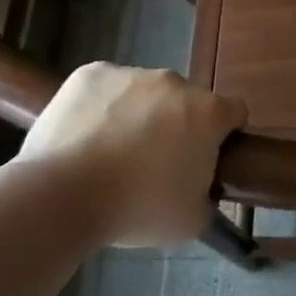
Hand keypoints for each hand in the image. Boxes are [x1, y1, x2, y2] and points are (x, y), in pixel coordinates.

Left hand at [18, 63, 246, 247]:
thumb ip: (207, 198)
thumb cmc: (138, 209)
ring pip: (145, 92)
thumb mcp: (191, 221)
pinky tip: (86, 136)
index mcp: (208, 112)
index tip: (206, 158)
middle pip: (186, 101)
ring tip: (112, 153)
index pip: (234, 113)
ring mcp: (131, 74)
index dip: (224, 135)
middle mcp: (175, 83)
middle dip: (177, 125)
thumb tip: (200, 191)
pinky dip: (102, 106)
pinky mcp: (91, 74)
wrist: (62, 196)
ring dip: (139, 114)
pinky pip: (106, 88)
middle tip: (155, 163)